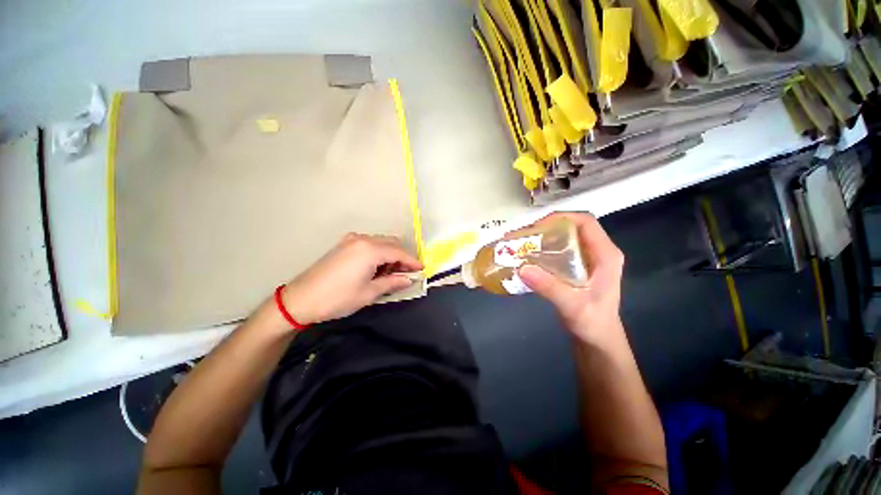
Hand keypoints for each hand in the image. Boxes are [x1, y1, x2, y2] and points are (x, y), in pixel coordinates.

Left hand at [280, 233, 422, 325]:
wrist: (300, 299)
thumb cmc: (338, 298)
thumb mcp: (369, 293)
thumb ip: (392, 283)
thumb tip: (408, 280)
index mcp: (370, 249)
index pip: (399, 252)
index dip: (413, 261)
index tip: (422, 270)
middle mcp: (363, 239)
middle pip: (392, 243)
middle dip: (402, 257)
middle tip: (405, 274)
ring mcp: (351, 240)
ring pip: (381, 243)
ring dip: (390, 255)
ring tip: (389, 274)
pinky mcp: (343, 245)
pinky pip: (369, 244)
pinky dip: (378, 253)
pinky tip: (375, 268)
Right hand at [517, 213, 624, 343]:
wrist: (597, 339)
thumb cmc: (592, 323)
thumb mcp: (572, 305)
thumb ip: (549, 287)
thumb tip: (522, 268)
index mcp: (606, 255)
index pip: (586, 222)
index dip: (561, 218)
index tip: (537, 226)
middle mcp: (598, 251)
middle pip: (572, 227)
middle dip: (546, 227)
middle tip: (523, 235)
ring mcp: (588, 258)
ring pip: (565, 237)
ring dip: (543, 237)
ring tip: (521, 242)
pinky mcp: (578, 266)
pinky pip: (560, 249)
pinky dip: (543, 248)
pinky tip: (528, 255)